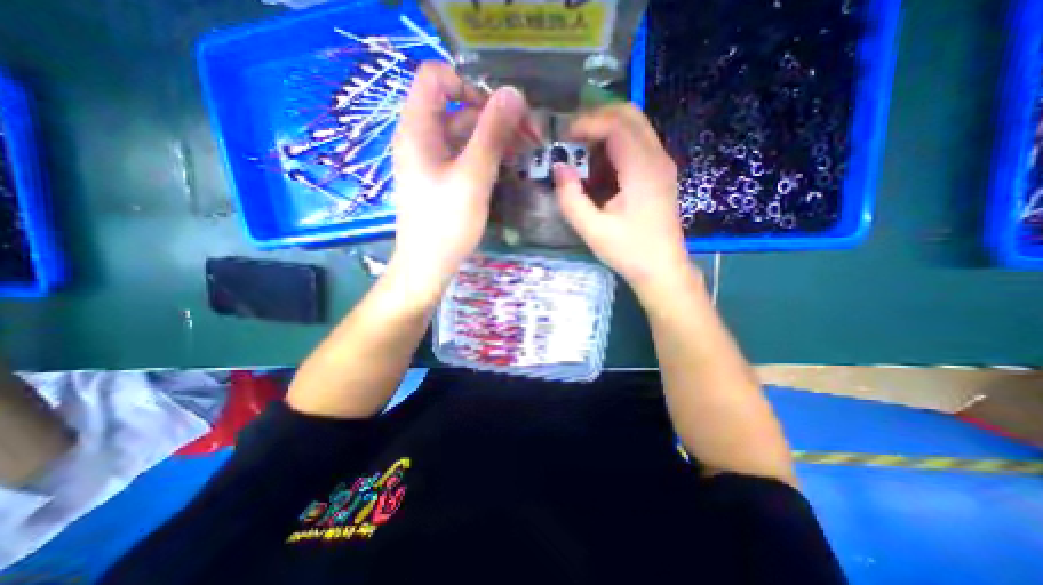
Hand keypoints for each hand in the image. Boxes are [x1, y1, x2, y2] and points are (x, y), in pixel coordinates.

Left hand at [389, 61, 529, 297]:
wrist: (429, 265)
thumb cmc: (446, 223)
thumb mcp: (473, 177)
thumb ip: (492, 134)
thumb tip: (514, 93)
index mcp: (418, 128)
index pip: (437, 77)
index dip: (470, 84)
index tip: (500, 110)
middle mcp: (421, 137)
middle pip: (458, 107)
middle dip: (494, 115)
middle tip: (530, 134)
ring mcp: (432, 159)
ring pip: (465, 133)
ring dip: (495, 137)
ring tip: (527, 150)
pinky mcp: (442, 177)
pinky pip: (465, 154)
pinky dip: (487, 154)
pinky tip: (509, 164)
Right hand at [554, 102, 689, 292]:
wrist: (663, 269)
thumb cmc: (629, 252)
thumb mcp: (593, 230)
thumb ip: (571, 198)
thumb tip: (558, 168)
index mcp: (642, 169)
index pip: (615, 124)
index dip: (586, 123)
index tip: (562, 137)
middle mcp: (657, 157)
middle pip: (629, 114)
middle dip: (596, 118)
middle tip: (570, 137)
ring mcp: (661, 164)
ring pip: (634, 126)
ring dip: (604, 131)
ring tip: (579, 151)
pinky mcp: (659, 173)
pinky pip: (637, 144)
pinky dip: (614, 145)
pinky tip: (598, 167)